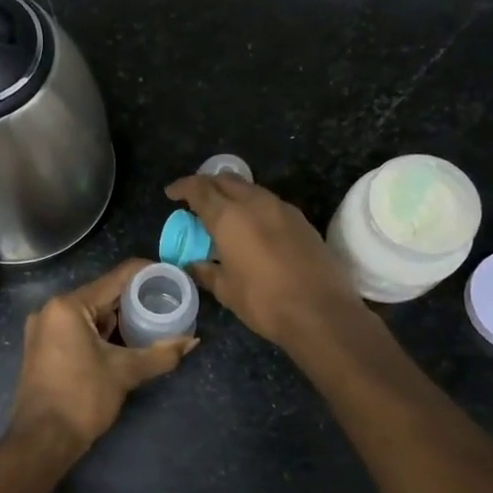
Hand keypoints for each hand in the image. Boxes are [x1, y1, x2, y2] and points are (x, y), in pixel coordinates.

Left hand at [7, 258, 195, 455]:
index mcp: (68, 306)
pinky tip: (124, 340)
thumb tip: (192, 341)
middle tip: (166, 303)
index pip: (116, 278)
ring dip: (117, 318)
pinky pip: (77, 328)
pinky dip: (100, 332)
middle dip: (134, 299)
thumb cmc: (82, 399)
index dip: (147, 274)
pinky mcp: (42, 347)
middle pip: (102, 294)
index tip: (171, 277)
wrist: (42, 440)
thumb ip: (161, 354)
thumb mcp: (125, 373)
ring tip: (151, 321)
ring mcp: (43, 329)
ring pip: (89, 313)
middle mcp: (51, 309)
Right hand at [165, 174, 364, 350]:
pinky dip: (253, 206)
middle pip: (225, 180)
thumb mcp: (226, 290)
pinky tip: (251, 226)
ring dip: (232, 193)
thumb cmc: (264, 302)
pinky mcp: (301, 220)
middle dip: (207, 184)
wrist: (321, 312)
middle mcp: (255, 203)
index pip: (199, 189)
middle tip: (195, 199)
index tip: (171, 193)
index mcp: (229, 216)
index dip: (182, 187)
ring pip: (250, 188)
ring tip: (222, 211)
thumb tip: (192, 264)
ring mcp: (282, 209)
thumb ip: (206, 271)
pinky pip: (269, 202)